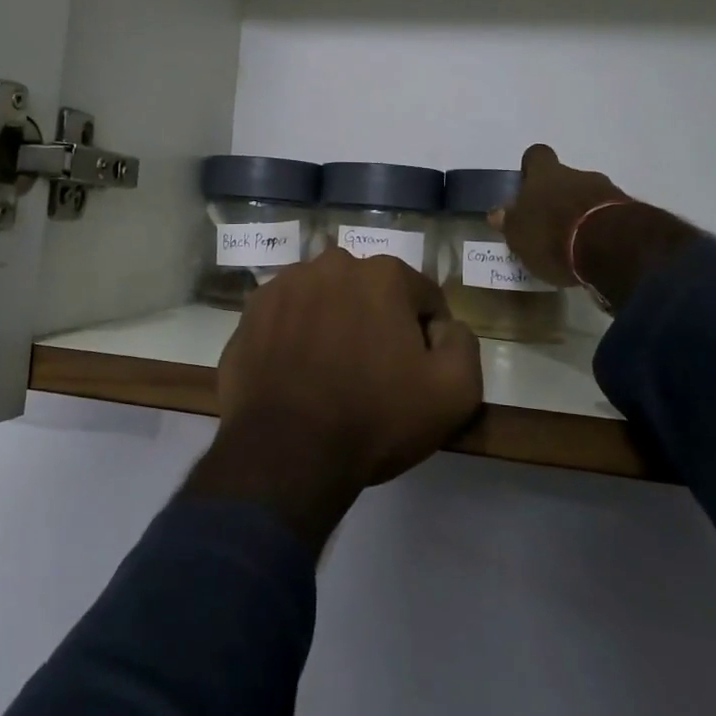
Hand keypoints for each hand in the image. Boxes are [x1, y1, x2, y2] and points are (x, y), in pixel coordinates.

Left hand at [184, 248, 481, 553]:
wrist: (286, 451)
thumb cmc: (374, 418)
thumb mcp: (454, 393)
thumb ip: (463, 344)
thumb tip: (444, 326)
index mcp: (384, 274)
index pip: (422, 297)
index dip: (427, 335)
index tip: (416, 371)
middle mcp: (332, 264)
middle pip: (370, 291)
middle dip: (377, 321)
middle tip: (372, 372)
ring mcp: (285, 283)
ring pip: (325, 298)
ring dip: (333, 323)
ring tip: (329, 372)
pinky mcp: (252, 309)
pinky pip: (288, 316)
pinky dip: (296, 334)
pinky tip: (296, 372)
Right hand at [489, 143, 629, 287]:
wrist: (612, 248)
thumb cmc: (552, 236)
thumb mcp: (519, 235)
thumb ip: (510, 222)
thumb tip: (498, 212)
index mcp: (545, 175)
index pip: (536, 155)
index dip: (532, 168)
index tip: (528, 185)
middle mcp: (577, 175)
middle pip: (565, 177)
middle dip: (558, 196)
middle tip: (549, 223)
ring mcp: (608, 191)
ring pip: (589, 195)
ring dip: (581, 213)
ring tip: (573, 242)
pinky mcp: (630, 213)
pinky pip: (609, 214)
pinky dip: (601, 228)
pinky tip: (595, 250)